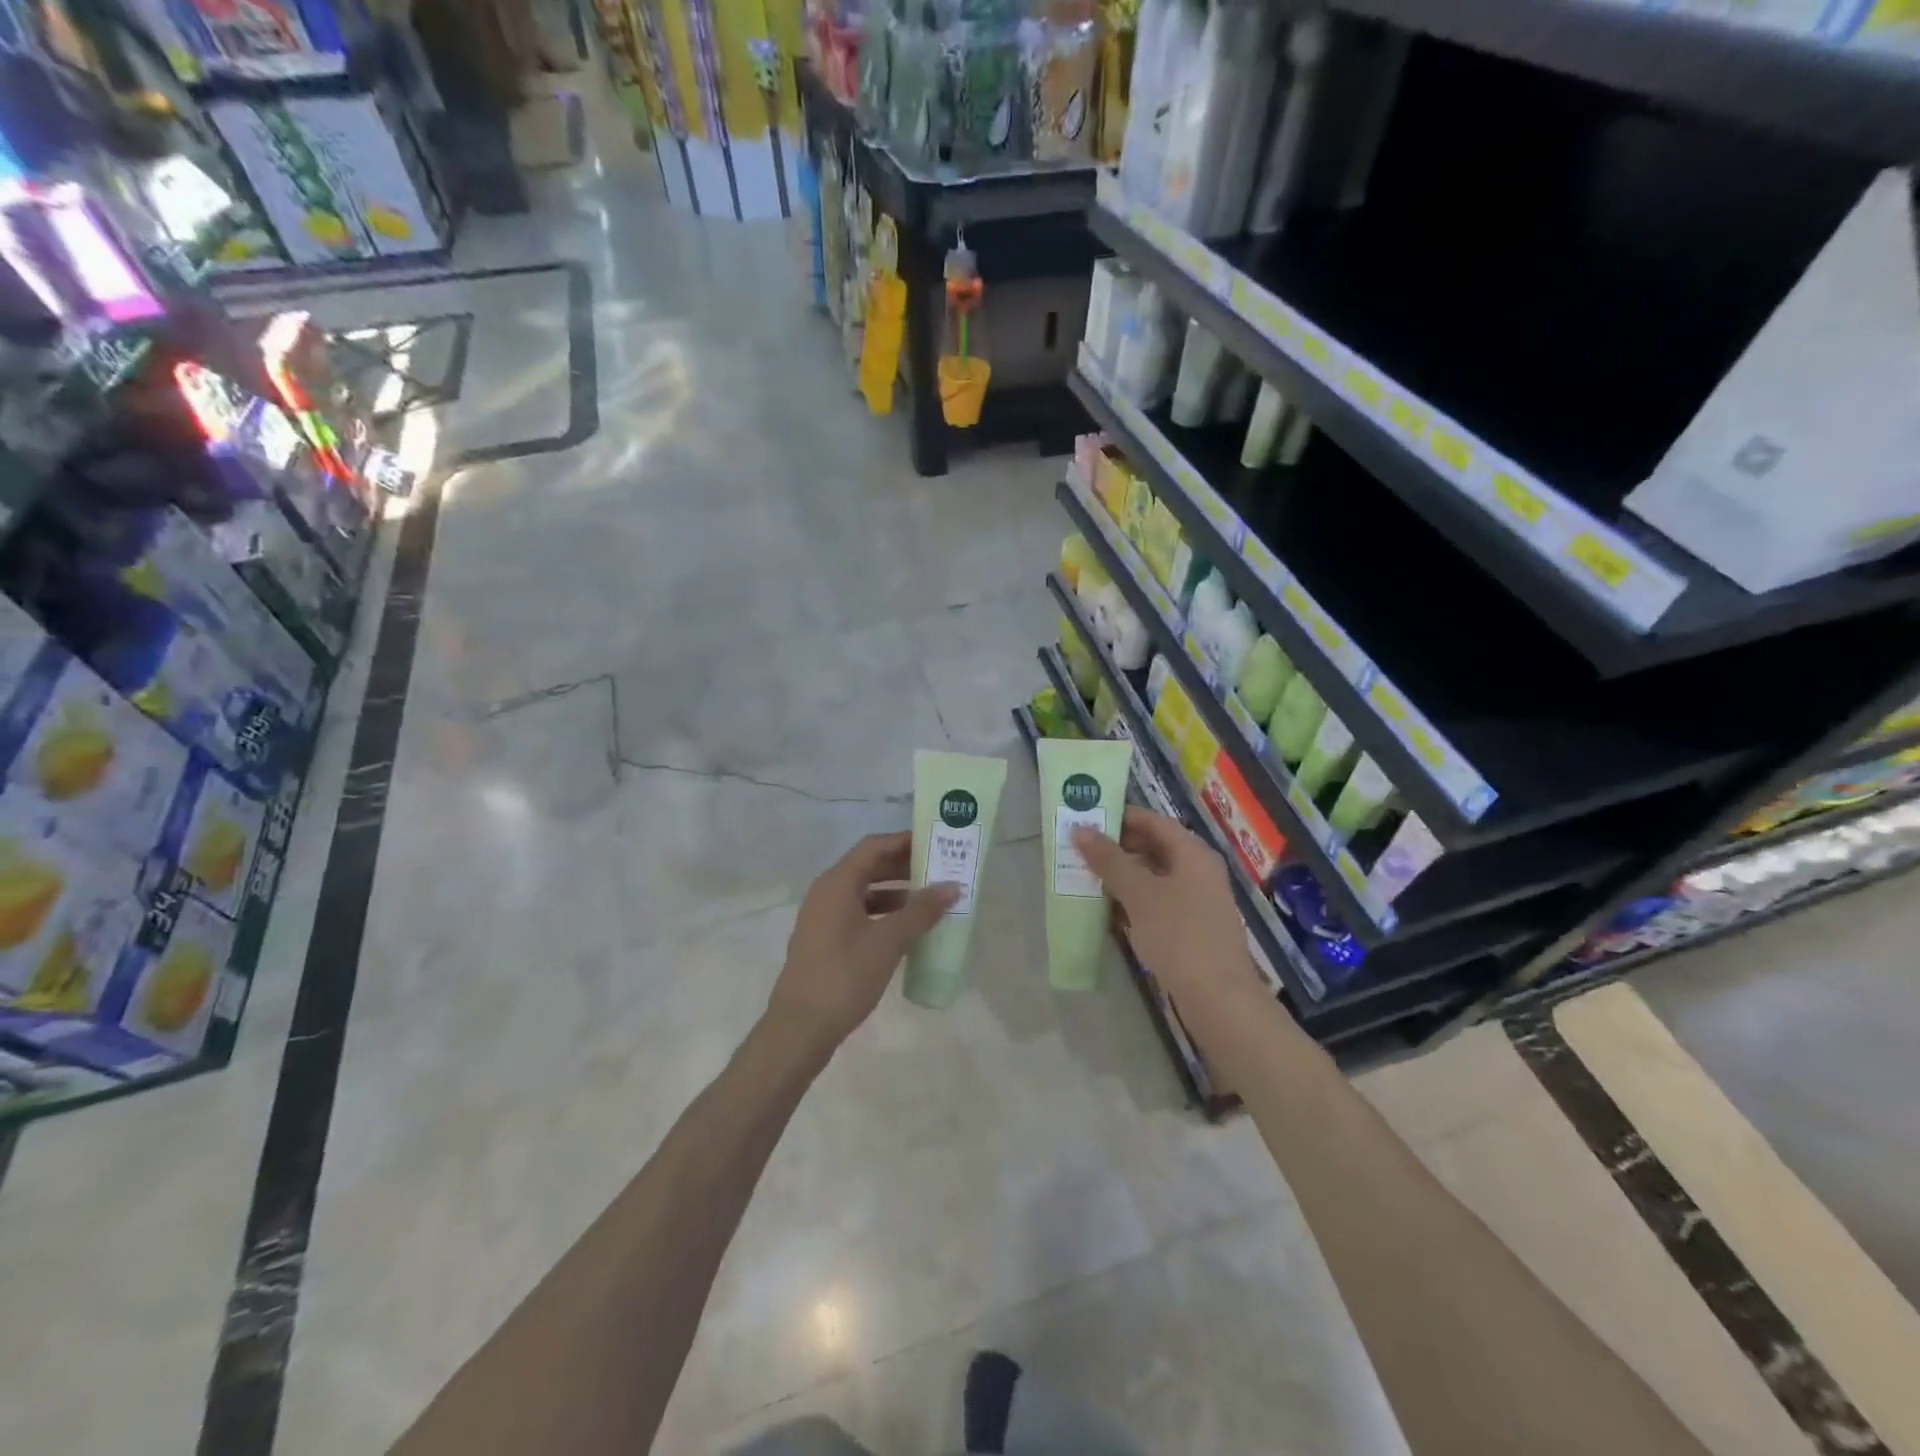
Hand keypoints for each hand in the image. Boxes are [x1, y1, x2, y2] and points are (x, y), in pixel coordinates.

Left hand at [766, 831, 957, 1055]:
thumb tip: (951, 887)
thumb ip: (921, 911)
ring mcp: (823, 918)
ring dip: (896, 893)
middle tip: (940, 871)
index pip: (874, 846)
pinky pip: (858, 914)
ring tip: (931, 901)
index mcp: (837, 882)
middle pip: (869, 867)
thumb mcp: (889, 941)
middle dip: (904, 867)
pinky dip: (883, 914)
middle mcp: (826, 892)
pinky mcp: (825, 941)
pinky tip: (907, 930)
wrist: (800, 1028)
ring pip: (864, 892)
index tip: (936, 843)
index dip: (905, 841)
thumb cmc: (845, 976)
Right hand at [1072, 808, 1260, 1010]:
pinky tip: (1107, 910)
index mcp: (1192, 852)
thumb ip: (1109, 860)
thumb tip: (1081, 829)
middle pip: (1153, 847)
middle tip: (1079, 849)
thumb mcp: (1139, 893)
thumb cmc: (1178, 934)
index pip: (1152, 821)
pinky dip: (1133, 900)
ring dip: (1122, 875)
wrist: (1217, 997)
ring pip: (1153, 876)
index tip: (1086, 818)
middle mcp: (1198, 870)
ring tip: (1085, 876)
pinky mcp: (1191, 927)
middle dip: (1116, 847)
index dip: (1120, 816)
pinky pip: (1157, 901)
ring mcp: (1196, 900)